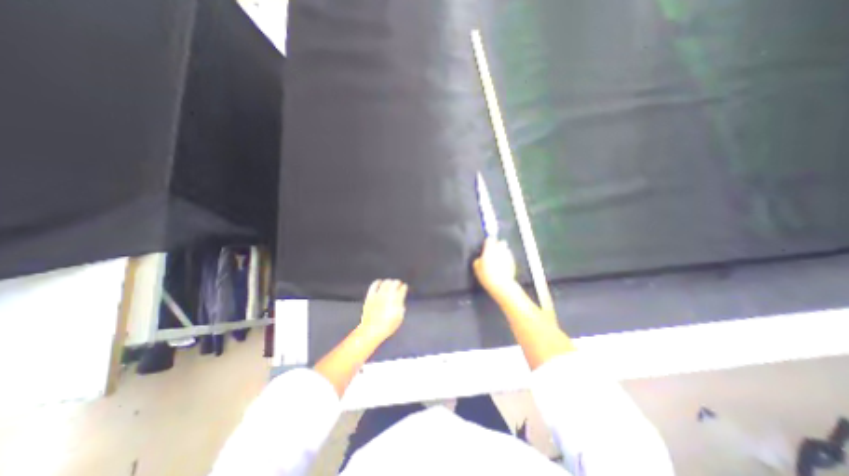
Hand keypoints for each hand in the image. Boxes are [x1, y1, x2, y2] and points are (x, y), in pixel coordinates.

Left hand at [358, 278, 406, 342]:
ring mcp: (378, 294)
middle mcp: (388, 295)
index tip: (405, 288)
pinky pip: (374, 285)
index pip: (403, 288)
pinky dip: (378, 282)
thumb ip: (401, 307)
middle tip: (399, 284)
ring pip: (386, 282)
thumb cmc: (388, 326)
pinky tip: (380, 282)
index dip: (404, 287)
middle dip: (398, 283)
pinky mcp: (370, 296)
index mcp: (396, 300)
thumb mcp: (400, 317)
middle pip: (395, 283)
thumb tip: (401, 302)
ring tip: (391, 283)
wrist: (372, 330)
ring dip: (390, 282)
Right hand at [471, 240, 517, 294]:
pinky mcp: (513, 262)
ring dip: (502, 252)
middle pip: (501, 242)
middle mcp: (500, 250)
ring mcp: (508, 255)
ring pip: (506, 249)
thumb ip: (478, 258)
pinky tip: (503, 267)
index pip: (490, 238)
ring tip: (498, 261)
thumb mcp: (476, 266)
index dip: (488, 242)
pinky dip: (506, 260)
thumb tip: (481, 258)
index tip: (486, 246)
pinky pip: (509, 257)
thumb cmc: (486, 274)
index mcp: (490, 249)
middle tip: (493, 253)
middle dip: (498, 245)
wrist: (501, 284)